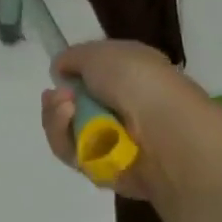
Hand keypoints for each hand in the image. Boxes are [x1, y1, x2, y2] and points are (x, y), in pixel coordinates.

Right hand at [40, 40, 220, 200]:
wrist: (165, 131)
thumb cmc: (136, 80)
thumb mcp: (98, 52)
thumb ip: (72, 58)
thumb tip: (61, 71)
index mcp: (129, 77)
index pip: (90, 78)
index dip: (70, 76)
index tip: (59, 76)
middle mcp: (122, 108)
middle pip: (71, 107)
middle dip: (57, 100)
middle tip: (58, 97)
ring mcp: (114, 140)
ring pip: (66, 131)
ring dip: (57, 118)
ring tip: (66, 109)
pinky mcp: (106, 169)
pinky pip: (72, 155)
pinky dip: (65, 140)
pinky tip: (74, 128)